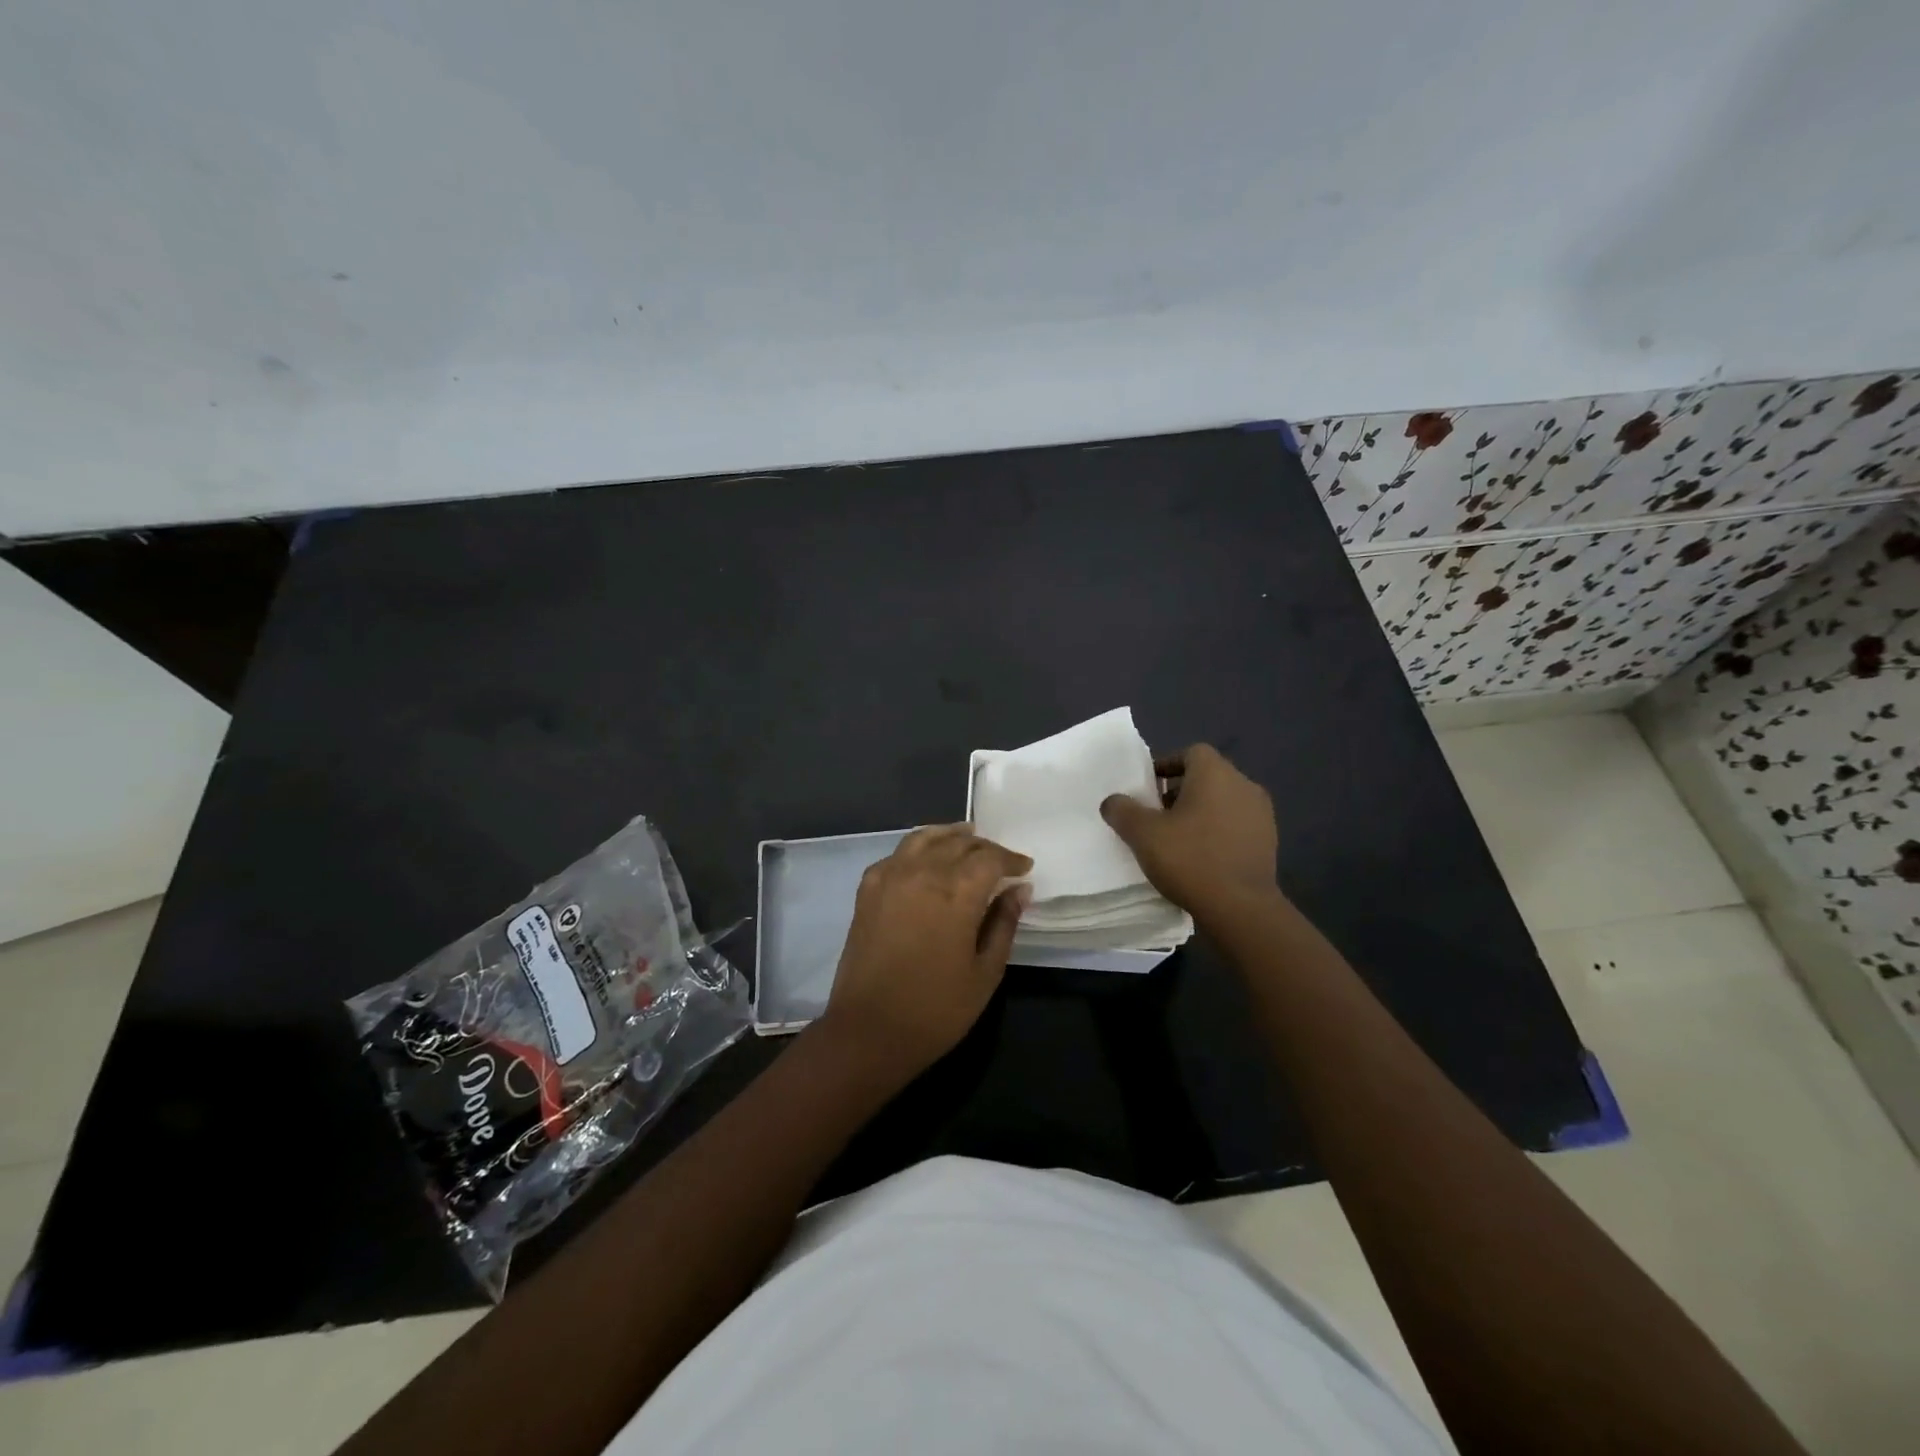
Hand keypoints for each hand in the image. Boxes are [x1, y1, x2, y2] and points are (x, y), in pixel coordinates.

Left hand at [822, 825, 1032, 1076]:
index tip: (1025, 868)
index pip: (990, 858)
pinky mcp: (868, 888)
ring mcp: (891, 877)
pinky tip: (926, 858)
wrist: (869, 1030)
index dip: (1011, 859)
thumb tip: (1020, 890)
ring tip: (966, 838)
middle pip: (959, 843)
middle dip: (985, 847)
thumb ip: (1004, 924)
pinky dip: (918, 848)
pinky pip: (897, 854)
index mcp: (957, 893)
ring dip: (950, 836)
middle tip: (1000, 859)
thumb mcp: (985, 972)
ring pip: (925, 838)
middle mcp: (923, 873)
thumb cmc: (936, 1009)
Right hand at [1099, 744, 1279, 923]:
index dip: (1167, 765)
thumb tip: (1113, 801)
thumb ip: (1122, 810)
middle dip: (1180, 791)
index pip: (1191, 753)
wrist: (1241, 908)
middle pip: (1207, 777)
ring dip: (1200, 813)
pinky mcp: (1269, 842)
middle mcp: (1244, 785)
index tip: (1148, 787)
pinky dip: (1218, 832)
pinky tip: (1201, 858)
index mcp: (1216, 773)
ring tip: (1177, 838)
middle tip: (1157, 815)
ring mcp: (1262, 814)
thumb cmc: (1190, 859)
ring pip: (1223, 802)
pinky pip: (1236, 826)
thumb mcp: (1142, 834)